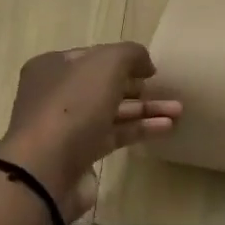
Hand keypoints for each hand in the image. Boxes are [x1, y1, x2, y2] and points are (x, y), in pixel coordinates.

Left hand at [0, 43, 180, 222]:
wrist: (46, 170)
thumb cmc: (73, 106)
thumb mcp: (106, 64)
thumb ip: (130, 54)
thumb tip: (145, 64)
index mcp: (53, 67)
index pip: (93, 56)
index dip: (123, 59)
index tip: (151, 68)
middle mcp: (56, 94)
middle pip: (104, 85)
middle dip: (137, 86)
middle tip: (164, 89)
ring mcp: (67, 126)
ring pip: (112, 111)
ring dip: (145, 109)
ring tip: (178, 110)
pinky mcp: (81, 154)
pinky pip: (115, 135)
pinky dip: (140, 129)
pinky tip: (167, 127)